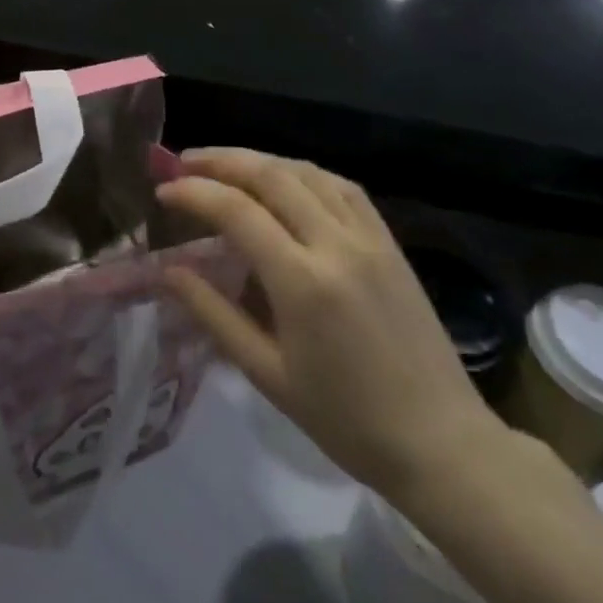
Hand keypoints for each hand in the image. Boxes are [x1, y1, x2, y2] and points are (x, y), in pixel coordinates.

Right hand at [159, 149, 507, 504]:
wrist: (441, 442)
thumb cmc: (345, 420)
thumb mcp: (267, 374)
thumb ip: (214, 314)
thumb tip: (168, 271)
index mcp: (302, 281)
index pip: (236, 210)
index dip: (193, 192)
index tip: (162, 190)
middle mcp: (336, 244)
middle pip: (271, 175)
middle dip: (220, 161)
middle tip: (183, 162)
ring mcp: (369, 238)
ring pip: (307, 172)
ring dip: (260, 160)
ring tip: (225, 166)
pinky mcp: (390, 243)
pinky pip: (342, 187)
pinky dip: (303, 173)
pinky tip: (285, 180)